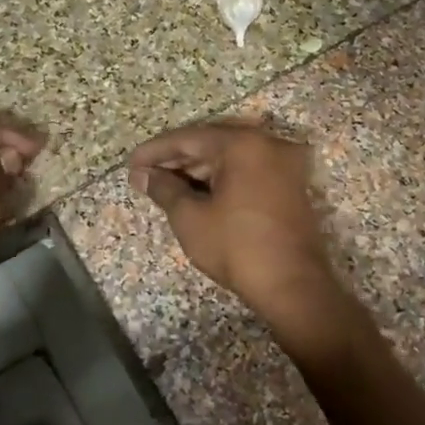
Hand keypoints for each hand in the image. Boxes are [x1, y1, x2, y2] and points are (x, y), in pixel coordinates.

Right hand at [129, 120, 342, 314]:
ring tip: (167, 187)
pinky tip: (198, 194)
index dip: (156, 151)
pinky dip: (222, 178)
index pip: (189, 138)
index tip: (131, 164)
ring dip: (198, 170)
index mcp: (243, 144)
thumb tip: (143, 175)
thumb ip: (164, 189)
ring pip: (231, 157)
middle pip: (212, 143)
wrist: (294, 287)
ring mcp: (284, 165)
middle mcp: (268, 144)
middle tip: (146, 176)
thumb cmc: (237, 248)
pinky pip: (248, 171)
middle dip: (176, 159)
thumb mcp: (190, 218)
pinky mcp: (291, 186)